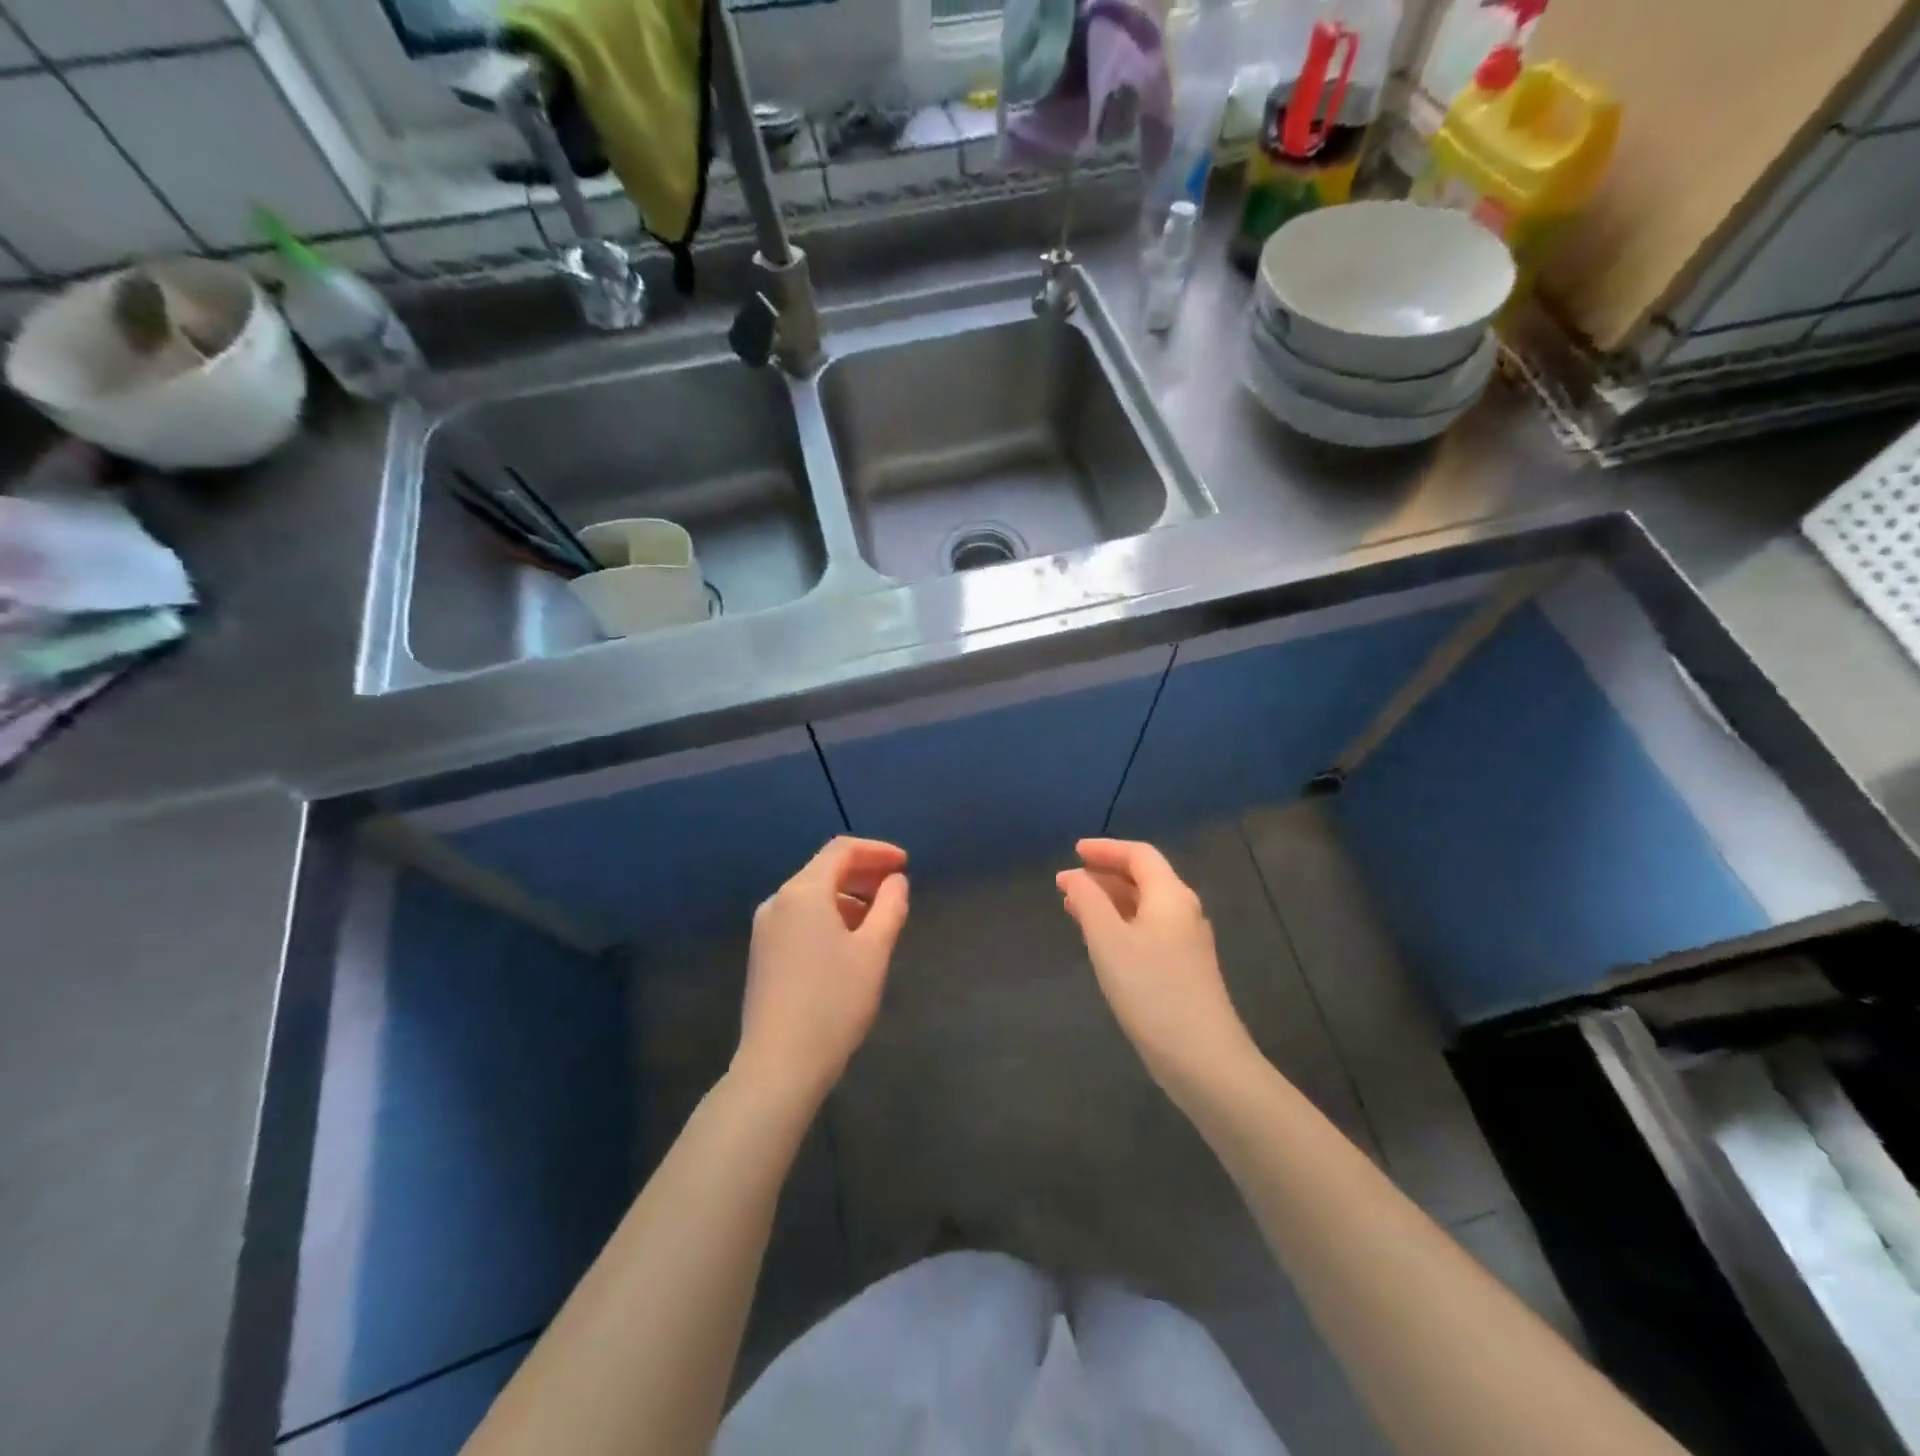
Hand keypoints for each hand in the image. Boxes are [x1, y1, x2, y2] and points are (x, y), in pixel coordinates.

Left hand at [734, 837, 909, 1106]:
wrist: (778, 1065)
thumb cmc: (834, 1002)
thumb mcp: (874, 951)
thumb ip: (890, 907)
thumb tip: (895, 881)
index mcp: (803, 892)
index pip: (841, 850)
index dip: (876, 851)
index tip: (904, 864)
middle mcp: (777, 902)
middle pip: (823, 870)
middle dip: (863, 872)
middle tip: (896, 887)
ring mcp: (764, 930)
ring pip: (810, 896)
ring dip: (846, 896)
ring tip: (877, 918)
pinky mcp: (761, 955)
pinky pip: (799, 918)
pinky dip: (827, 916)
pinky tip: (847, 943)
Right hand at [1057, 838, 1259, 1097]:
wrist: (1203, 1058)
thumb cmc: (1151, 991)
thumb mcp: (1109, 941)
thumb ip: (1088, 902)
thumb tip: (1072, 875)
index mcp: (1170, 895)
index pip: (1139, 855)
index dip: (1105, 848)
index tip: (1074, 851)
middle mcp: (1184, 910)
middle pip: (1144, 878)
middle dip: (1104, 875)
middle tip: (1067, 883)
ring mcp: (1187, 941)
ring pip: (1145, 905)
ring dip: (1110, 900)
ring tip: (1075, 908)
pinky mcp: (1185, 967)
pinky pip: (1149, 928)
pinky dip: (1121, 922)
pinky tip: (1102, 940)